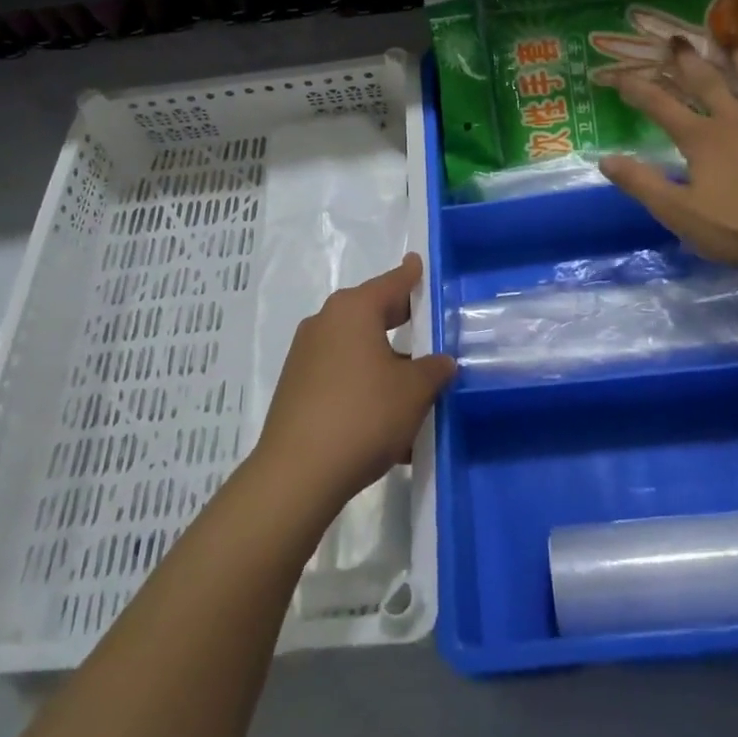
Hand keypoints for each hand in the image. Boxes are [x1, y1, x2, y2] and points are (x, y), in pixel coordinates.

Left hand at [254, 254, 455, 505]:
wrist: (298, 473)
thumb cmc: (364, 414)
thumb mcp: (414, 391)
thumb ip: (433, 369)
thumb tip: (441, 362)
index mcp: (354, 310)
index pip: (391, 282)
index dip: (411, 275)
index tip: (419, 263)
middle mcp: (325, 322)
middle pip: (371, 313)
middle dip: (401, 321)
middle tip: (428, 326)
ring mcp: (306, 355)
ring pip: (356, 348)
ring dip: (384, 361)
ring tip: (414, 387)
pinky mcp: (296, 387)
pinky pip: (341, 375)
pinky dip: (364, 386)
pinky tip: (386, 419)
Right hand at [600, 40, 737, 270]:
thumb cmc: (736, 227)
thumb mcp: (677, 211)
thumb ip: (641, 183)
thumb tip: (605, 159)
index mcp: (701, 139)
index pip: (661, 107)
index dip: (637, 90)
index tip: (618, 75)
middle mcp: (735, 123)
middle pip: (709, 84)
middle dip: (690, 63)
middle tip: (678, 40)